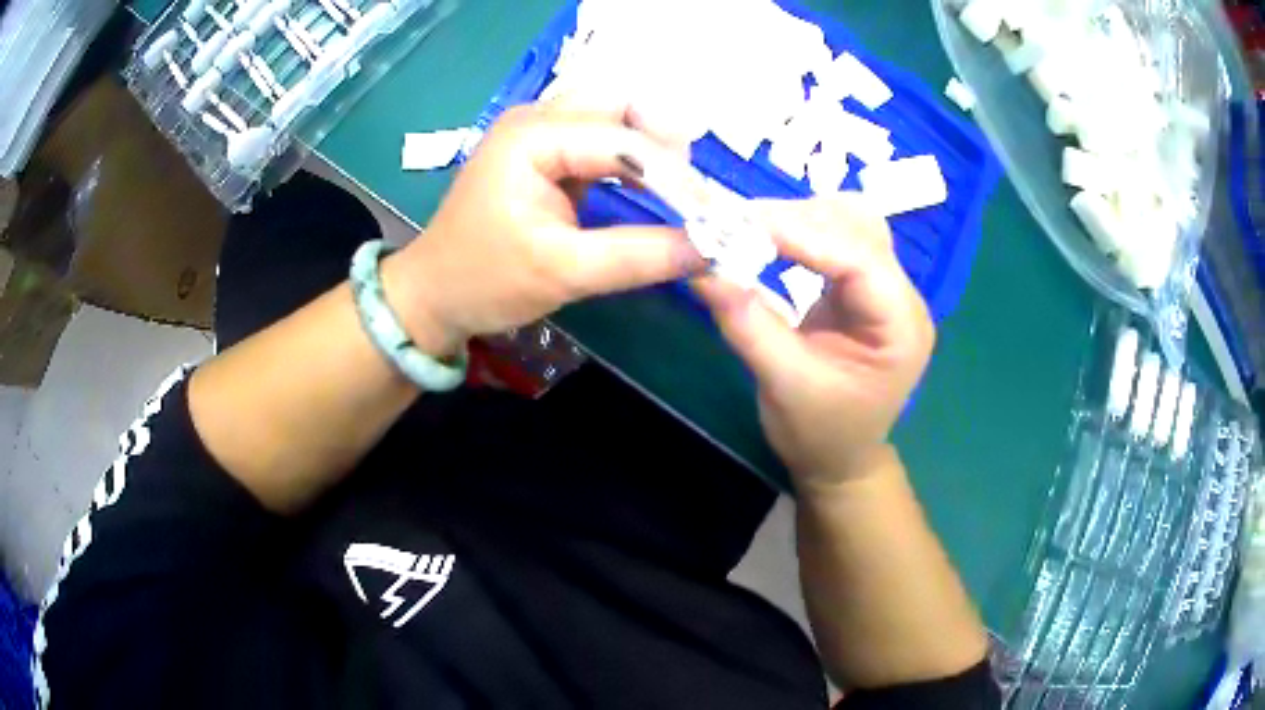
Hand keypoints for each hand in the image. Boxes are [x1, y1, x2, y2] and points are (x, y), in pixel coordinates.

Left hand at [385, 98, 703, 356]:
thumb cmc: (485, 281)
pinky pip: (600, 136)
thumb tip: (710, 249)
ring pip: (613, 115)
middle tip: (693, 191)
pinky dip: (631, 158)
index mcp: (532, 137)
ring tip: (678, 191)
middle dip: (664, 142)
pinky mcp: (543, 150)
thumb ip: (639, 256)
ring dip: (651, 146)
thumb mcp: (564, 273)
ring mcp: (538, 130)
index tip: (715, 215)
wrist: (433, 293)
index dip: (675, 176)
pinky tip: (650, 186)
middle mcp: (536, 118)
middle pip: (620, 104)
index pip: (622, 139)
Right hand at [692, 196, 933, 491]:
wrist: (840, 459)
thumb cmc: (820, 434)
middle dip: (797, 219)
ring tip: (749, 230)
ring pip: (850, 223)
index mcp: (901, 328)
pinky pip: (836, 239)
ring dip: (799, 219)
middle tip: (734, 225)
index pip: (859, 258)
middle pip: (859, 227)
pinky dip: (800, 232)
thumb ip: (748, 325)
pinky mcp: (862, 288)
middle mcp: (902, 298)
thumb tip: (701, 268)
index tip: (740, 221)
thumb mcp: (783, 386)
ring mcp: (885, 289)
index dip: (801, 232)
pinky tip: (769, 239)